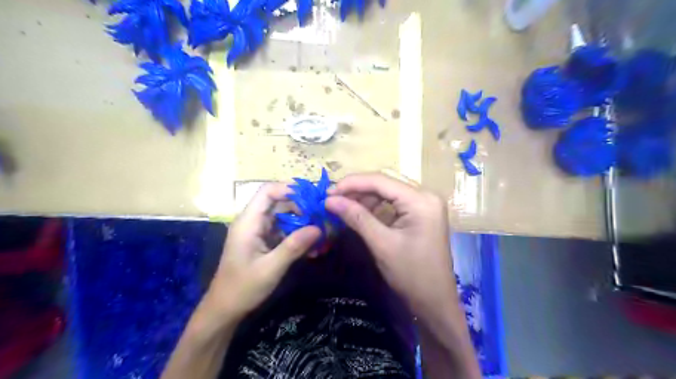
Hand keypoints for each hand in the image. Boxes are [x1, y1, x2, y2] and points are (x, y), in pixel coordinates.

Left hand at [202, 181, 319, 325]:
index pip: (268, 191)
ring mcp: (259, 231)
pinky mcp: (264, 241)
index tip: (313, 199)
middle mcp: (253, 221)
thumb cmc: (243, 288)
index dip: (290, 190)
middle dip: (302, 207)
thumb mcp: (271, 268)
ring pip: (284, 216)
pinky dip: (298, 235)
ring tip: (321, 233)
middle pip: (279, 202)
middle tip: (322, 217)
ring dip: (303, 223)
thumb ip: (294, 246)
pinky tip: (312, 248)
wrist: (225, 309)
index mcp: (249, 222)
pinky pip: (284, 230)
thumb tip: (318, 228)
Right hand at [326, 173, 455, 314]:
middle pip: (385, 184)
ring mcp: (424, 204)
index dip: (352, 183)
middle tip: (332, 199)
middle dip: (357, 190)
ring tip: (343, 206)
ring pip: (388, 192)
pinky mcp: (421, 213)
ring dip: (364, 197)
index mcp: (421, 200)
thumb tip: (329, 200)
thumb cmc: (411, 275)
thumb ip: (356, 217)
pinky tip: (360, 212)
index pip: (381, 180)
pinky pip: (394, 203)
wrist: (435, 302)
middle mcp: (425, 195)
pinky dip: (375, 206)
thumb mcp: (381, 244)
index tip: (328, 191)